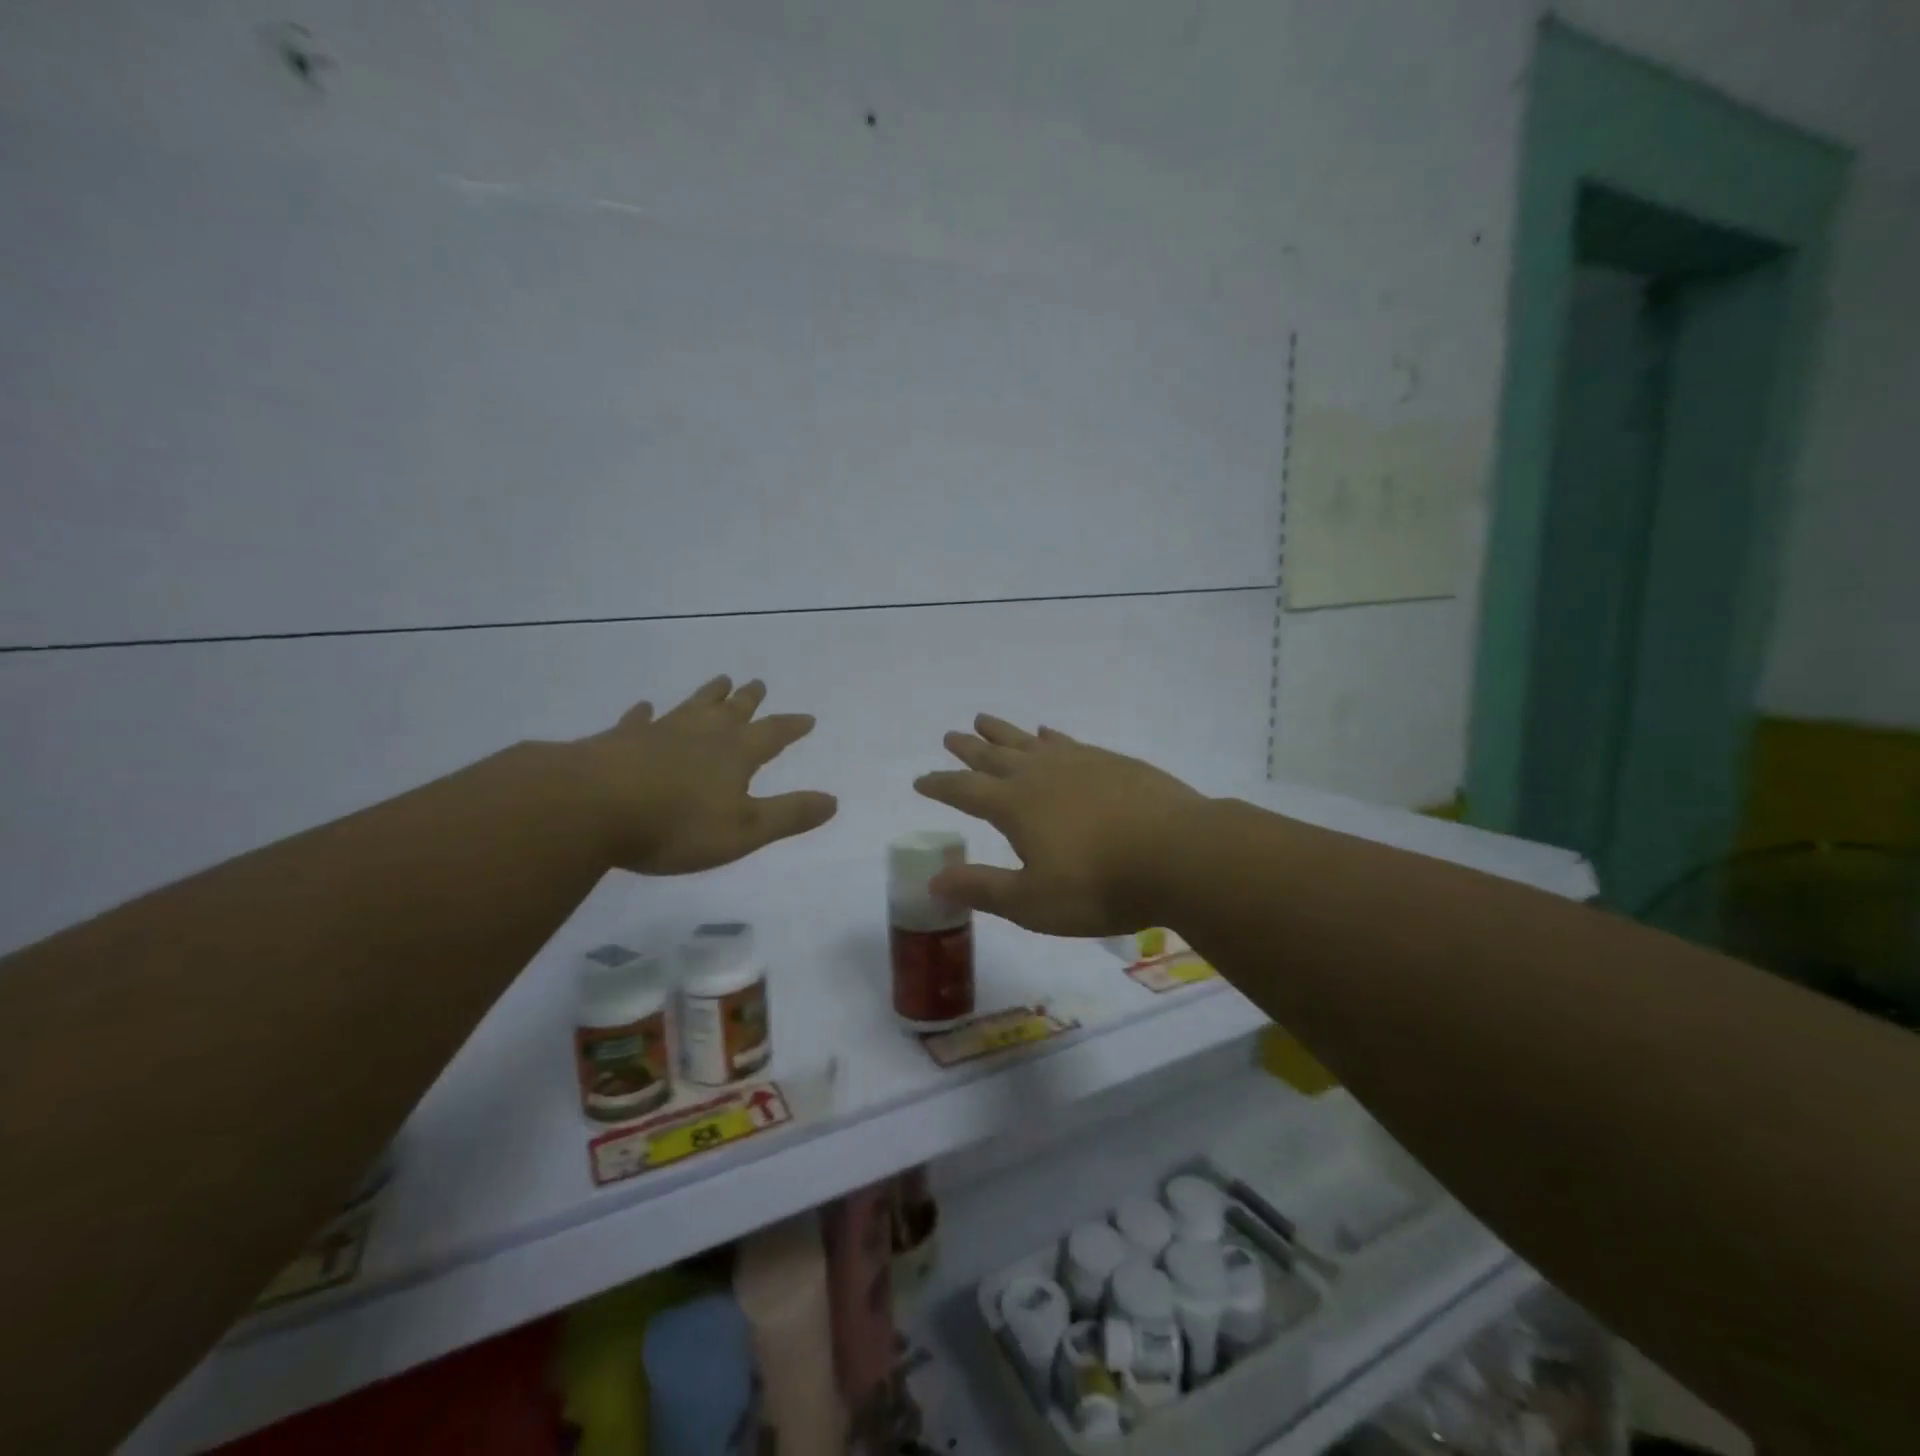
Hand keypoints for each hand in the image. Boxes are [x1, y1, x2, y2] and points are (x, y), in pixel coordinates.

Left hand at [573, 676, 836, 874]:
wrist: (592, 807)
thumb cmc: (676, 824)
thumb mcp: (744, 830)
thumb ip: (789, 815)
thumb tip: (833, 801)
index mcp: (735, 754)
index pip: (772, 734)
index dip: (791, 727)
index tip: (807, 718)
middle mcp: (701, 735)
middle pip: (732, 711)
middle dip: (749, 700)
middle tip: (758, 683)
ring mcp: (659, 733)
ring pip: (691, 707)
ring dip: (708, 695)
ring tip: (720, 680)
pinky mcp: (619, 742)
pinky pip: (638, 721)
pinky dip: (644, 714)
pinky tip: (644, 707)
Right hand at [914, 715, 1203, 935]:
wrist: (1178, 854)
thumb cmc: (1098, 885)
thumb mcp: (1032, 901)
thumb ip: (982, 888)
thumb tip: (933, 880)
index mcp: (1014, 806)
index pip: (964, 791)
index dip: (940, 785)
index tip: (921, 780)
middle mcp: (1039, 775)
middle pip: (993, 756)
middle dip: (968, 750)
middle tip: (951, 736)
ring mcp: (1078, 763)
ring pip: (1028, 741)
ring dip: (1003, 732)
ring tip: (984, 719)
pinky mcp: (1112, 762)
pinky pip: (1068, 741)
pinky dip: (1051, 736)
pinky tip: (1048, 732)